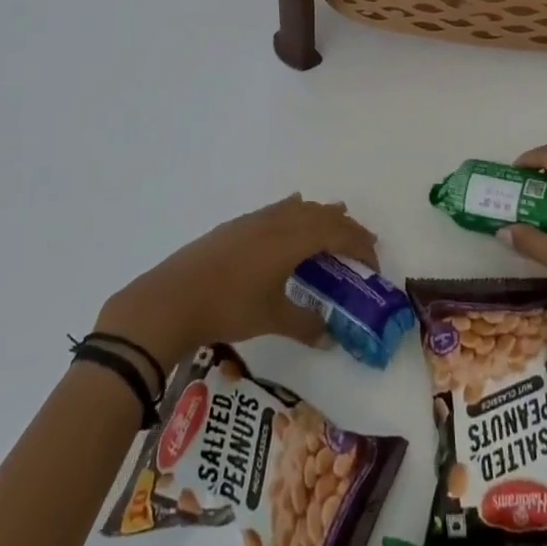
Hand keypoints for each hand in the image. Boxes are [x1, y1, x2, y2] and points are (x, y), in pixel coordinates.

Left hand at [94, 195, 378, 371]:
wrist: (173, 296)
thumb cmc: (227, 306)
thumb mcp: (271, 318)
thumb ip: (305, 325)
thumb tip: (330, 337)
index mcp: (292, 239)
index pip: (337, 233)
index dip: (360, 245)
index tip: (373, 264)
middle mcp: (278, 220)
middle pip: (322, 214)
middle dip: (346, 227)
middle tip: (363, 246)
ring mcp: (256, 219)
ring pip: (300, 208)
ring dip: (321, 216)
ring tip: (335, 225)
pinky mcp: (238, 225)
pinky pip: (279, 209)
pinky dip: (296, 211)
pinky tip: (293, 210)